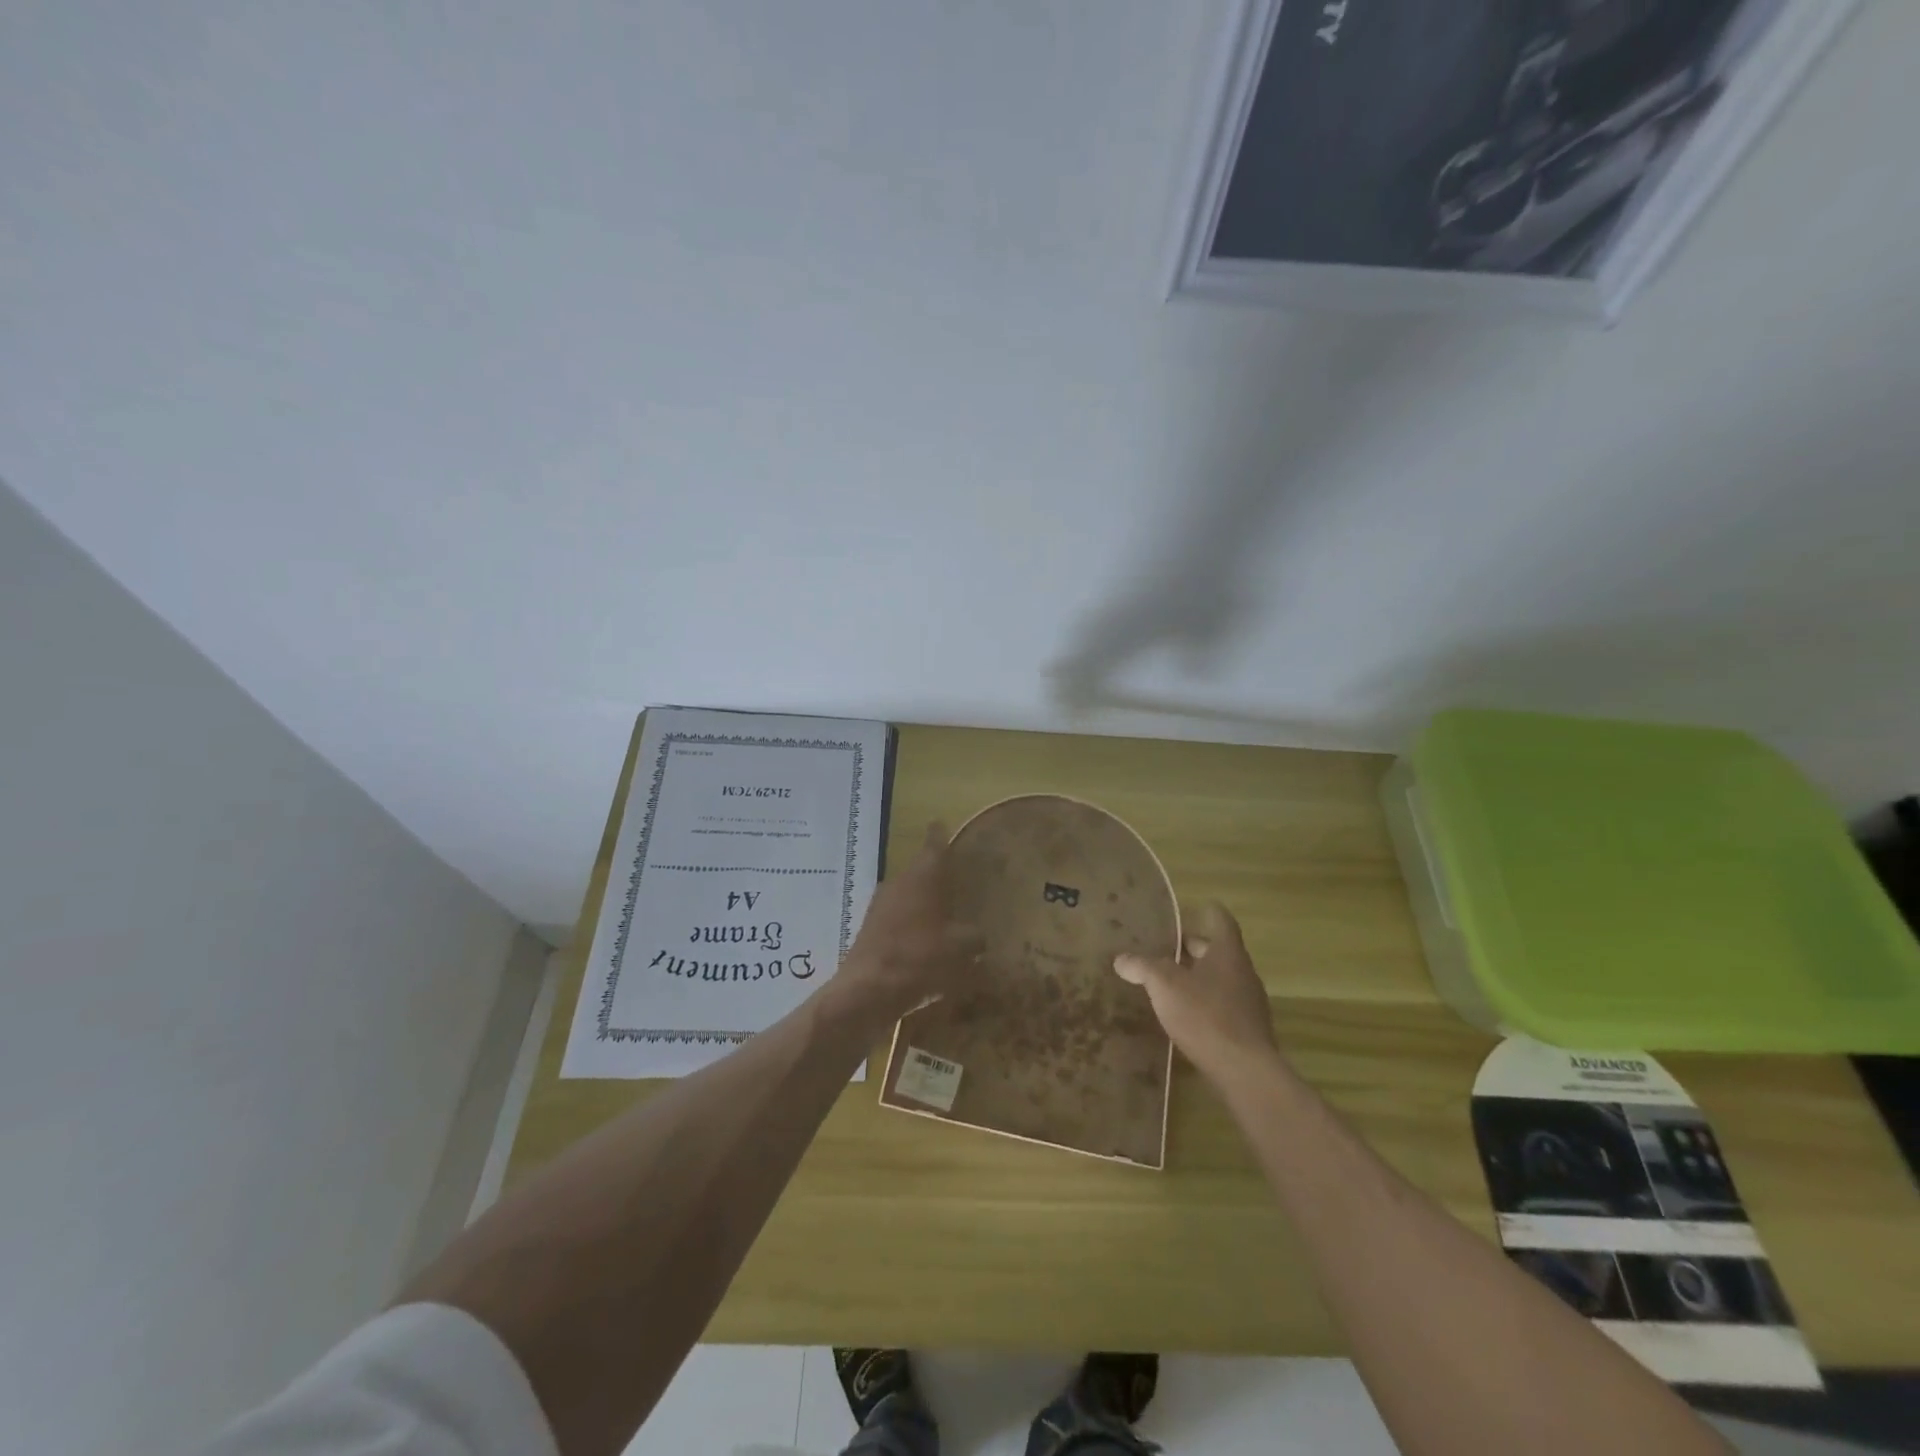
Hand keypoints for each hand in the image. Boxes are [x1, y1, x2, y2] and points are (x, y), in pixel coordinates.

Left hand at [829, 822, 982, 1025]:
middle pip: (920, 871)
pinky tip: (925, 944)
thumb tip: (978, 936)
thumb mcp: (960, 948)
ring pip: (908, 896)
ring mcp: (881, 907)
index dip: (939, 834)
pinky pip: (898, 920)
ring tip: (945, 914)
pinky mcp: (871, 931)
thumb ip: (974, 937)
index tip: (940, 823)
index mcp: (922, 877)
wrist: (867, 991)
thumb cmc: (918, 958)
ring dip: (923, 903)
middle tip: (957, 879)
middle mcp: (899, 884)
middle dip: (936, 875)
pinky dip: (912, 926)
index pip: (934, 846)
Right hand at [1114, 902, 1277, 1081]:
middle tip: (1164, 947)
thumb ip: (1143, 967)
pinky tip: (1184, 1015)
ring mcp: (1248, 1002)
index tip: (1190, 909)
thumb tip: (1121, 958)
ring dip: (1197, 977)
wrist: (1245, 1071)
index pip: (1220, 920)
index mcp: (1227, 952)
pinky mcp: (1247, 1029)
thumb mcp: (1165, 985)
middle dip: (1192, 948)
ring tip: (1168, 981)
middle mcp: (1243, 972)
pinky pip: (1222, 1004)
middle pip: (1217, 951)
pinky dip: (1204, 1002)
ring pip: (1220, 978)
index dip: (1206, 912)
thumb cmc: (1206, 1015)